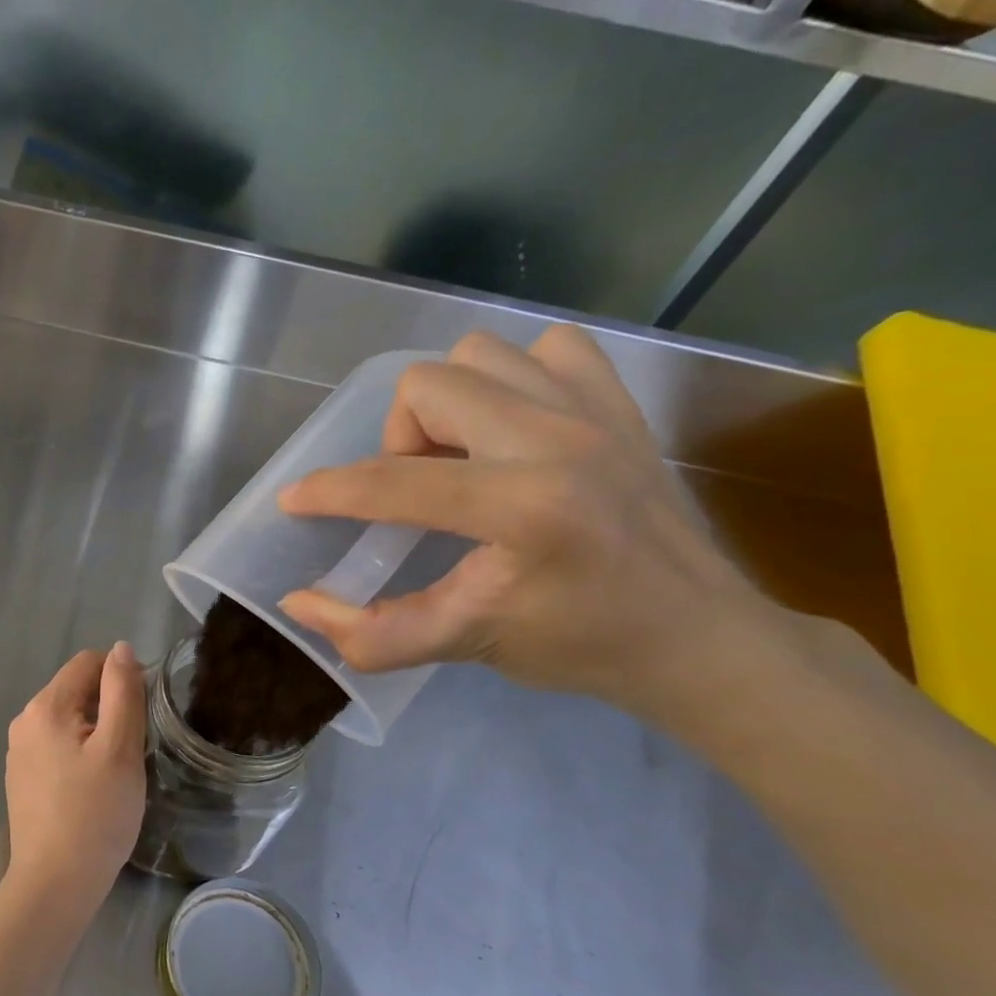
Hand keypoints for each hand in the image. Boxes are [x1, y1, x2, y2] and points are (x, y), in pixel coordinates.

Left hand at [4, 643, 147, 913]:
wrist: (55, 883)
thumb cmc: (95, 813)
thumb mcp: (119, 747)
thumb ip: (122, 691)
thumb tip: (120, 649)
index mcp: (45, 706)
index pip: (87, 663)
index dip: (121, 678)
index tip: (143, 713)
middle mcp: (24, 721)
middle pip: (76, 691)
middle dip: (108, 708)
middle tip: (133, 749)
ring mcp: (19, 752)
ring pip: (68, 721)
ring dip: (96, 733)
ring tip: (114, 772)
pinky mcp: (22, 778)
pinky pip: (56, 747)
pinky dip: (79, 755)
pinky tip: (92, 789)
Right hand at [278, 326, 772, 721]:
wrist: (700, 637)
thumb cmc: (580, 645)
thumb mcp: (465, 645)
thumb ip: (371, 634)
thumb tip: (297, 605)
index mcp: (522, 506)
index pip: (393, 482)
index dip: (329, 491)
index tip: (296, 501)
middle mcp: (557, 439)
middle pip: (429, 386)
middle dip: (399, 440)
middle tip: (415, 490)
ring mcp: (596, 411)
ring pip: (480, 355)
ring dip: (450, 404)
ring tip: (461, 459)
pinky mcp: (620, 404)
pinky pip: (547, 349)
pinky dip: (513, 379)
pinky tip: (514, 430)